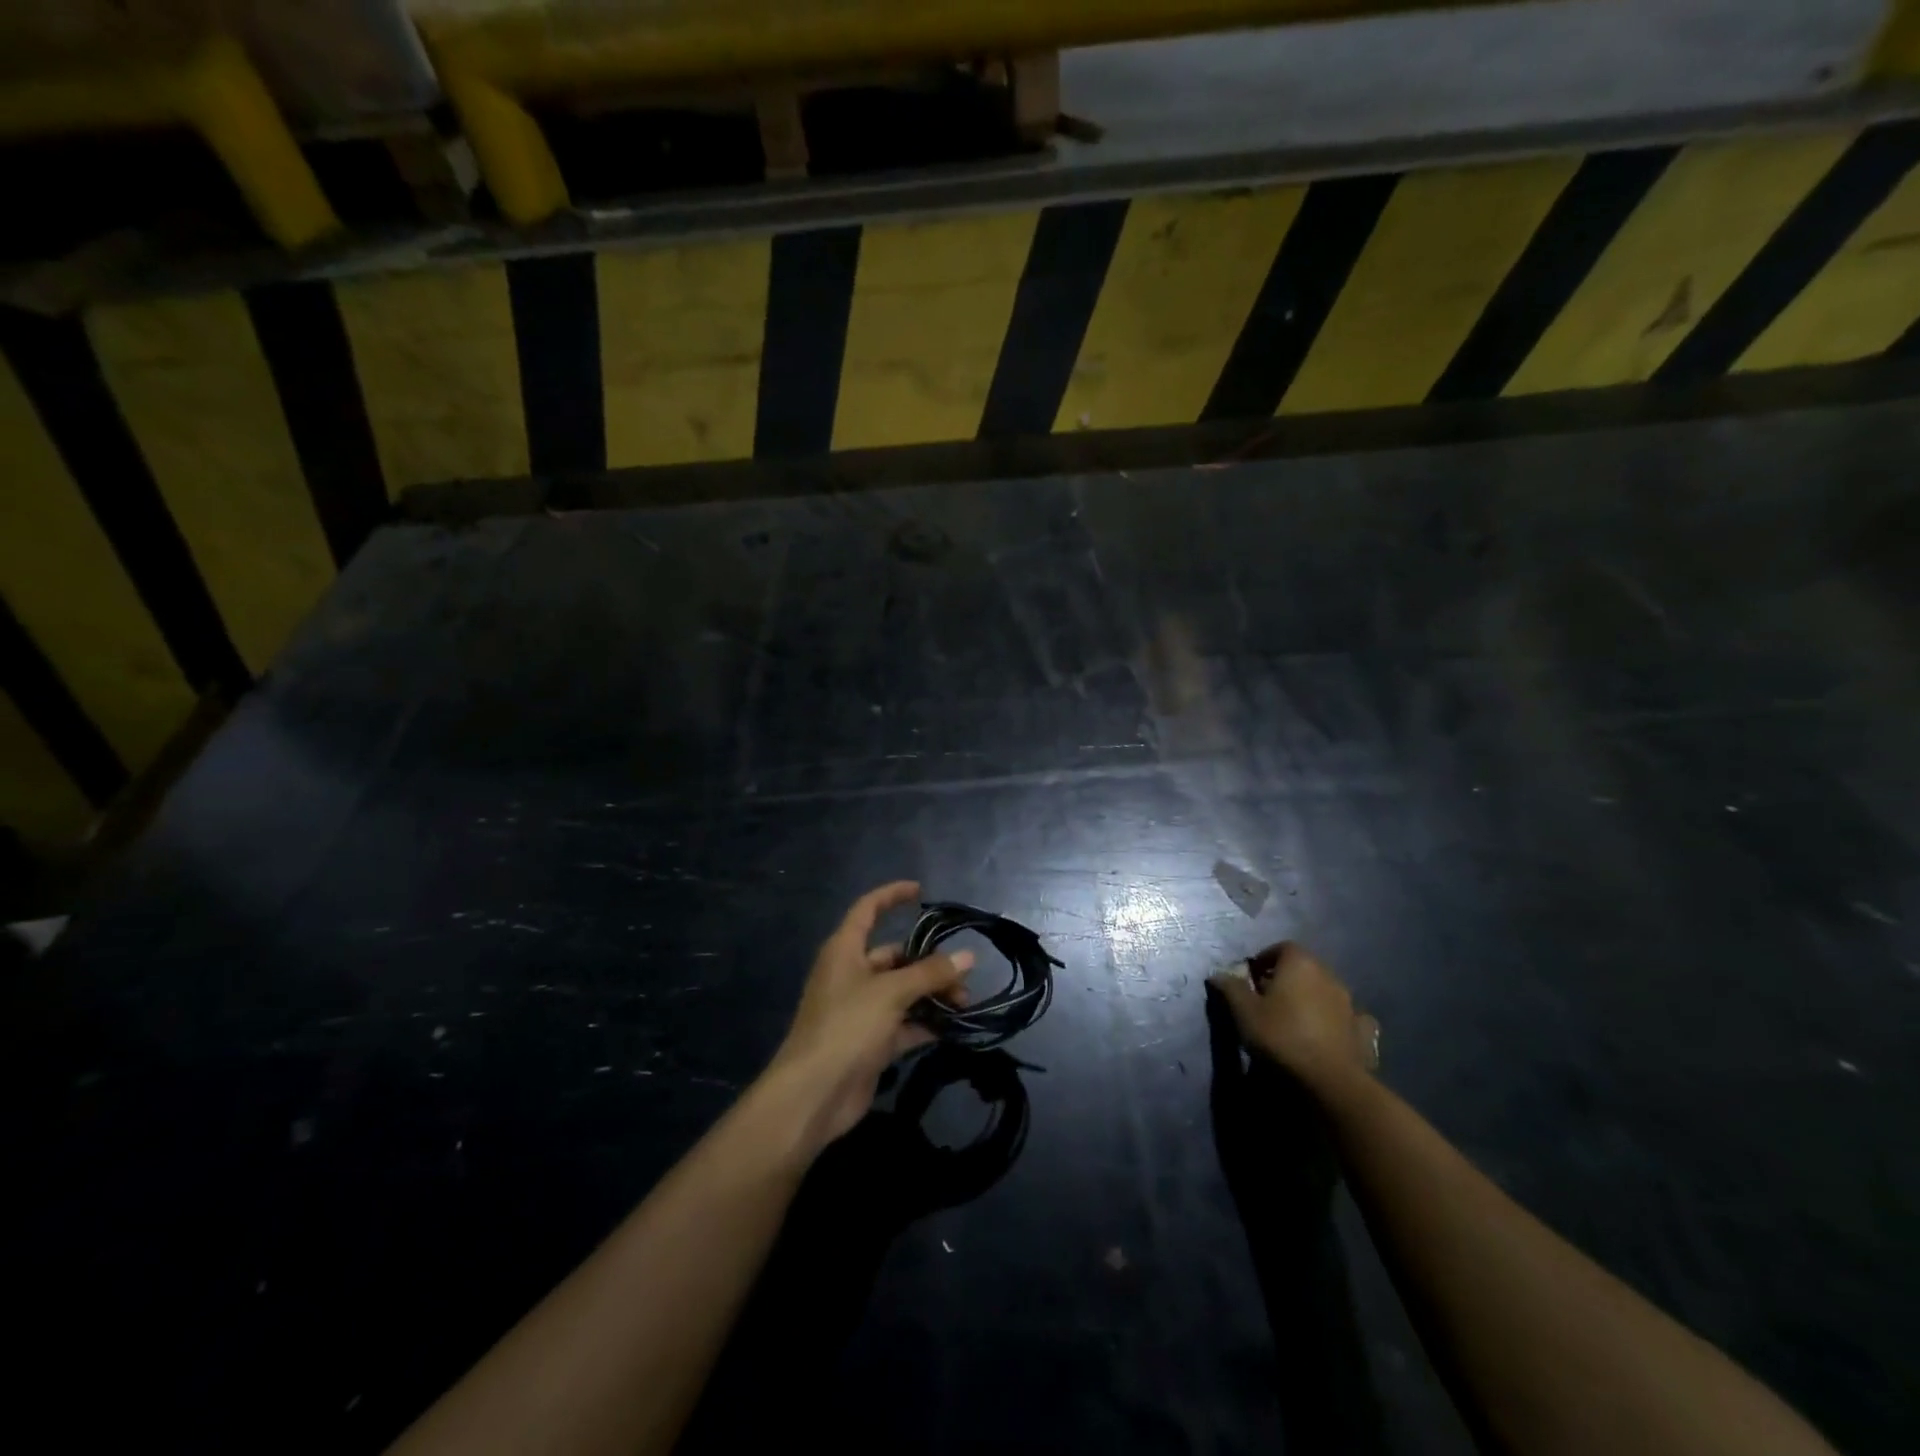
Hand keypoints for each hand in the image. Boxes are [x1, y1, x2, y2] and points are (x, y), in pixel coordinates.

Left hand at [765, 881, 971, 1155]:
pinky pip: (904, 1023)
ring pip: (903, 991)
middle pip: (894, 956)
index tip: (921, 892)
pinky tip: (953, 1027)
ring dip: (932, 994)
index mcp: (845, 951)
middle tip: (963, 975)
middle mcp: (851, 975)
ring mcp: (860, 1010)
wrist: (813, 1095)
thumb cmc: (847, 1027)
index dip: (892, 896)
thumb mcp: (891, 993)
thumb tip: (968, 956)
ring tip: (965, 1003)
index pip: (868, 910)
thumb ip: (931, 973)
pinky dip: (926, 1023)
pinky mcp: (870, 1042)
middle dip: (929, 962)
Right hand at [1209, 942, 1379, 1093]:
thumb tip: (1217, 974)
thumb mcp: (1244, 1012)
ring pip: (1325, 991)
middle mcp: (1329, 975)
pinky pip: (1347, 1017)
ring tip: (1292, 1020)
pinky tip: (1327, 1034)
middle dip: (1285, 978)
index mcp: (1300, 964)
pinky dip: (1336, 1020)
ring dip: (1310, 998)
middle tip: (1266, 999)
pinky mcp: (1363, 1031)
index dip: (1265, 959)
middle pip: (1304, 967)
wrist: (1330, 1081)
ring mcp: (1350, 1004)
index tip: (1251, 977)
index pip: (1282, 947)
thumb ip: (1230, 988)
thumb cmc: (1282, 1036)